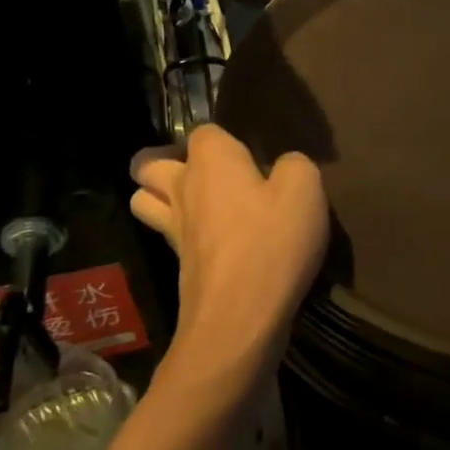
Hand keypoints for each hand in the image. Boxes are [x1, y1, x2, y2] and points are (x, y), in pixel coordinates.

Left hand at [129, 126, 328, 385]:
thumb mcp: (306, 189)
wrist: (240, 318)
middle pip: (147, 164)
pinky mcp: (177, 267)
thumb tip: (283, 168)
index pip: (202, 131)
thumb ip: (295, 166)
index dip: (224, 138)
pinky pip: (167, 237)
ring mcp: (173, 231)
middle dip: (165, 161)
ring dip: (160, 196)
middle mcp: (182, 188)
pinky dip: (181, 233)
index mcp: (211, 161)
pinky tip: (213, 241)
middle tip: (203, 172)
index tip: (248, 154)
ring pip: (144, 201)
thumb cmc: (272, 242)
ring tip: (196, 203)